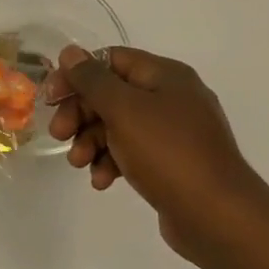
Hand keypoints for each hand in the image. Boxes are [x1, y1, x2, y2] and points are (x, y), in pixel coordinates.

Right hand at [44, 45, 268, 268]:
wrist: (217, 216)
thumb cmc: (168, 153)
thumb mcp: (124, 110)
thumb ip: (93, 80)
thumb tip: (70, 52)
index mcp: (165, 76)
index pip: (111, 60)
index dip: (77, 75)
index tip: (51, 98)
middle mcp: (171, 98)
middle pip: (111, 94)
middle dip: (81, 113)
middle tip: (59, 135)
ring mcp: (173, 133)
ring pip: (118, 126)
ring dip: (91, 141)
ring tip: (80, 164)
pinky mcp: (171, 163)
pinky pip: (132, 153)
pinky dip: (112, 162)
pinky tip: (102, 181)